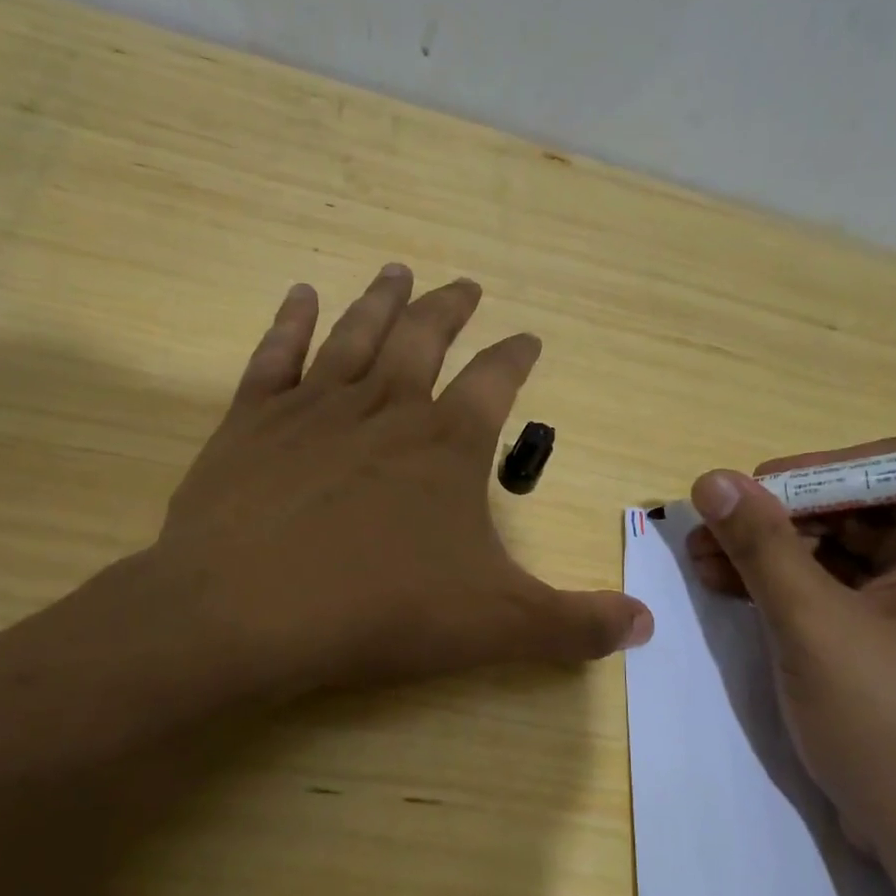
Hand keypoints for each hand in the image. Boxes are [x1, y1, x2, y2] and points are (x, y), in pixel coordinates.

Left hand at [91, 266, 649, 718]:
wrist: (249, 612)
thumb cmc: (381, 611)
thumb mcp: (497, 626)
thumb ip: (575, 624)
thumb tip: (646, 625)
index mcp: (448, 444)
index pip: (497, 381)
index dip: (517, 356)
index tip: (529, 337)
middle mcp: (386, 407)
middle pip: (425, 337)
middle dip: (451, 308)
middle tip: (466, 284)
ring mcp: (314, 408)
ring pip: (356, 333)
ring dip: (381, 300)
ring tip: (398, 269)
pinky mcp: (251, 422)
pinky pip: (274, 355)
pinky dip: (289, 321)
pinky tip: (300, 295)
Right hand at [686, 441, 895, 873]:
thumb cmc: (890, 724)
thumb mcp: (813, 625)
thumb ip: (763, 545)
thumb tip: (711, 480)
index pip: (888, 468)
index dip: (809, 472)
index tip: (744, 493)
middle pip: (856, 511)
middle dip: (775, 520)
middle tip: (704, 530)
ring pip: (839, 554)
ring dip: (770, 554)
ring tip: (700, 560)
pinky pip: (839, 594)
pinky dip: (787, 590)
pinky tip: (729, 588)